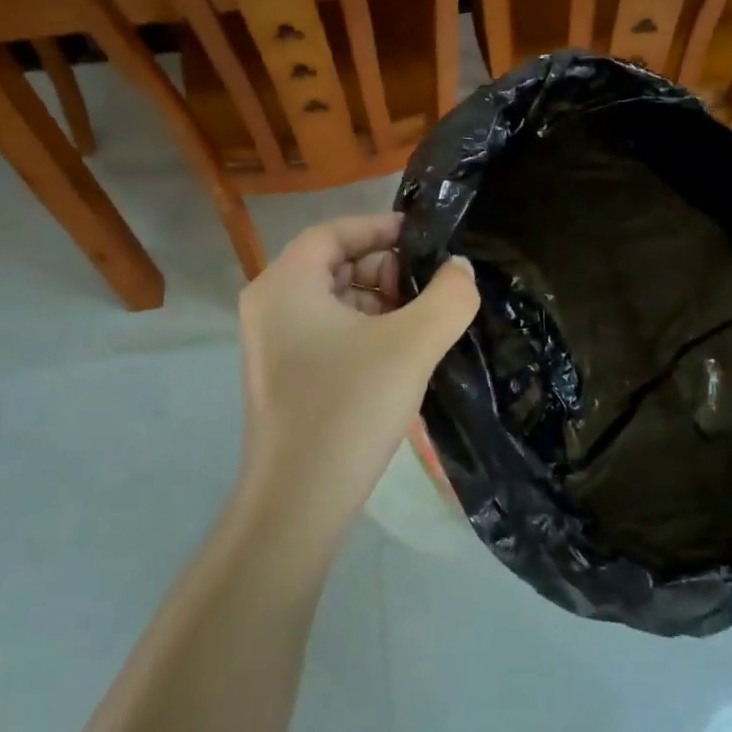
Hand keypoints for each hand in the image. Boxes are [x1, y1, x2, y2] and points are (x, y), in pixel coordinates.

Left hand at [236, 212, 478, 555]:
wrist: (299, 503)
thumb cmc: (349, 408)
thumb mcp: (412, 344)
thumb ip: (449, 296)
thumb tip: (460, 269)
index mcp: (285, 284)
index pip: (335, 232)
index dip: (382, 228)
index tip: (426, 238)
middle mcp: (270, 305)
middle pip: (335, 264)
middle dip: (386, 270)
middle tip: (431, 288)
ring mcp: (274, 344)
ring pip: (336, 301)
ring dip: (381, 303)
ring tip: (424, 323)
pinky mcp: (285, 375)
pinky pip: (330, 332)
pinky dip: (367, 332)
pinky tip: (402, 355)